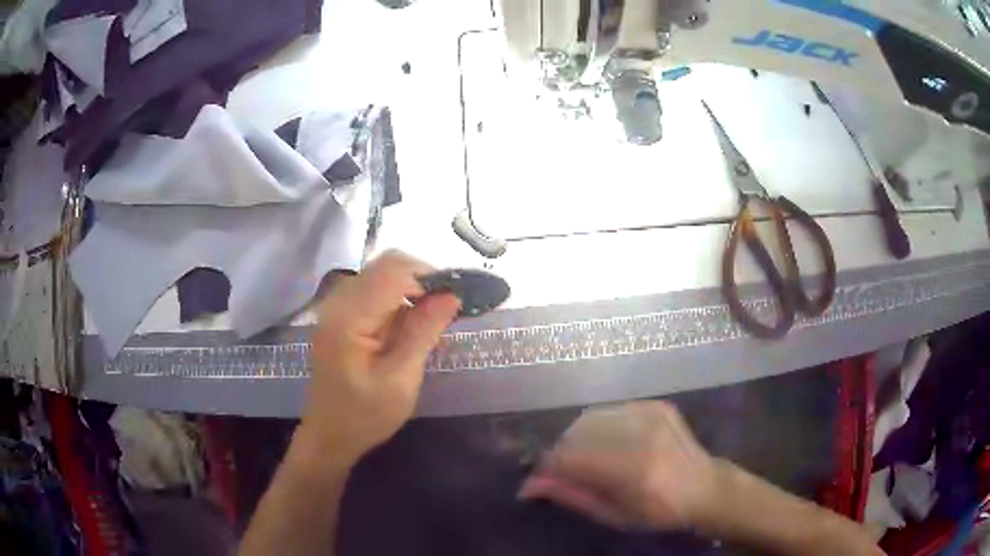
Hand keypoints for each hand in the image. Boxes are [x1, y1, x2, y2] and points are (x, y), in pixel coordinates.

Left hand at [299, 250, 460, 465]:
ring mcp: (337, 306)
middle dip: (423, 280)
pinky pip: (377, 292)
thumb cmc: (365, 416)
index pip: (393, 270)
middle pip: (387, 266)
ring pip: (383, 276)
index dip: (429, 275)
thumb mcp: (400, 380)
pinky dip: (401, 300)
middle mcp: (338, 302)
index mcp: (348, 317)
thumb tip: (451, 295)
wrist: (330, 435)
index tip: (457, 298)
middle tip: (448, 309)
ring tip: (435, 320)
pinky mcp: (342, 314)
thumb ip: (423, 333)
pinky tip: (413, 326)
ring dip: (413, 290)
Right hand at [519, 401, 718, 530]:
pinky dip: (601, 428)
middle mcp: (642, 434)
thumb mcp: (613, 515)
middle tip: (566, 473)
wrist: (705, 486)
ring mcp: (651, 414)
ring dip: (578, 439)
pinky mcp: (656, 405)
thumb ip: (571, 495)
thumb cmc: (658, 512)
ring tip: (589, 459)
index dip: (546, 468)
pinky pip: (611, 411)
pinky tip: (612, 444)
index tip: (538, 481)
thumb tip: (529, 485)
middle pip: (576, 433)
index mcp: (633, 470)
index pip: (570, 458)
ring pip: (590, 418)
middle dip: (562, 454)